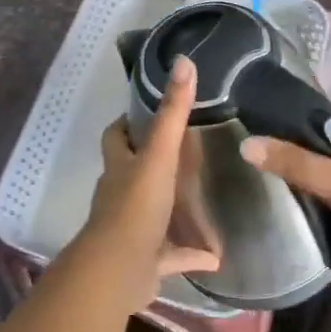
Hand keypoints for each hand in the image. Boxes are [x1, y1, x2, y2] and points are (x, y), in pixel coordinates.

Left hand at [81, 56, 222, 309]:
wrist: (118, 270)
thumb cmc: (136, 206)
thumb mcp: (159, 155)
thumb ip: (173, 113)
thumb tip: (184, 61)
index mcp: (120, 167)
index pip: (116, 136)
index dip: (127, 124)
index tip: (149, 112)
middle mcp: (121, 194)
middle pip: (132, 172)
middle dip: (153, 164)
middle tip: (187, 152)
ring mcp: (132, 229)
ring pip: (153, 214)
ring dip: (174, 210)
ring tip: (204, 201)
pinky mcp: (146, 261)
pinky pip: (172, 255)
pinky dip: (190, 254)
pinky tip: (215, 256)